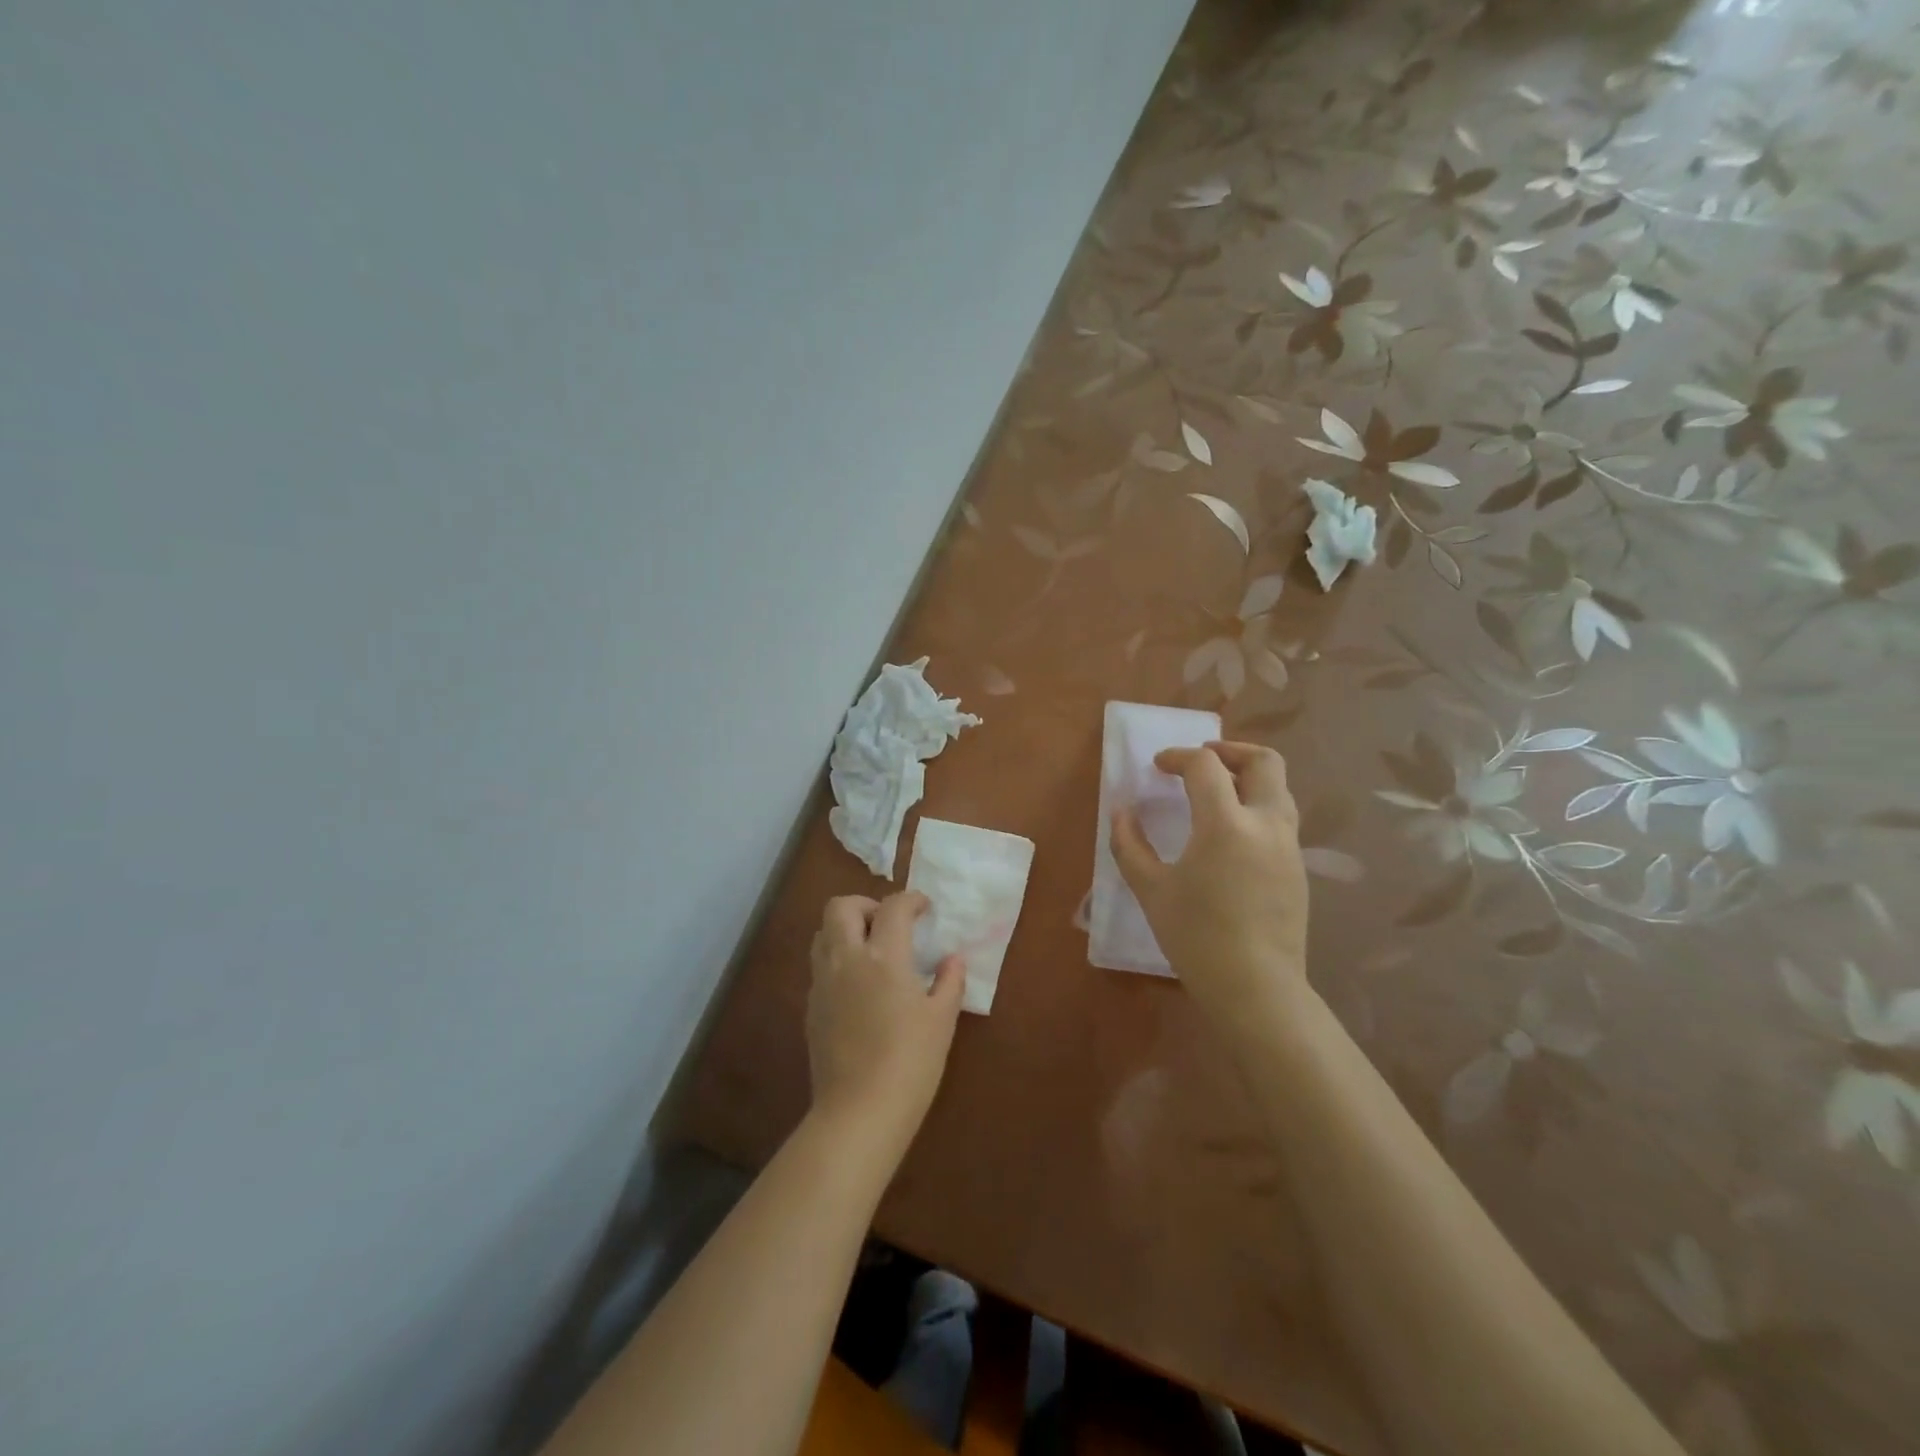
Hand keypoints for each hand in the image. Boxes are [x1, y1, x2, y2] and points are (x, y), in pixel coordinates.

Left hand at [806, 892, 964, 1148]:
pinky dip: (838, 960)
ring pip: (823, 933)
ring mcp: (823, 983)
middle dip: (865, 904)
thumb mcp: (942, 1020)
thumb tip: (953, 959)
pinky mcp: (811, 1007)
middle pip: (840, 906)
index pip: (892, 907)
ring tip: (871, 951)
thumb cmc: (910, 1063)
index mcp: (883, 957)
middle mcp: (846, 959)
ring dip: (846, 929)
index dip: (911, 899)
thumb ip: (949, 982)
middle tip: (889, 924)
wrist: (859, 1111)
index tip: (924, 908)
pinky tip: (858, 987)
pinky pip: (820, 966)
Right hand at [1112, 741, 1310, 1028]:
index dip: (1178, 757)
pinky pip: (1281, 818)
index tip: (1158, 767)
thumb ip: (1130, 845)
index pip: (1205, 766)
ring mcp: (1289, 845)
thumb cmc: (1196, 937)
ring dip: (1248, 777)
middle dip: (1230, 751)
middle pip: (1263, 761)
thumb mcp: (1151, 890)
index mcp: (1226, 824)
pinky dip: (1257, 805)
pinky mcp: (1298, 868)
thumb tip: (1121, 812)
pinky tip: (1232, 832)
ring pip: (1279, 788)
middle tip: (1201, 760)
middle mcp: (1266, 823)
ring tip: (1217, 790)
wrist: (1256, 988)